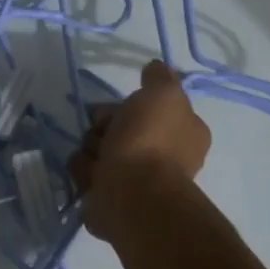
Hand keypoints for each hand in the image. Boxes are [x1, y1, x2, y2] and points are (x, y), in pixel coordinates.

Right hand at [69, 61, 210, 242]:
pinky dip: (85, 173)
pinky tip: (90, 175)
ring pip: (101, 151)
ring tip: (94, 158)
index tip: (120, 105)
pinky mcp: (113, 200)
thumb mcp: (163, 94)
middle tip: (101, 130)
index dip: (132, 104)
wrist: (133, 194)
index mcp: (184, 133)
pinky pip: (89, 176)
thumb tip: (155, 68)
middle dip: (105, 126)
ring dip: (91, 150)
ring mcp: (139, 181)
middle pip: (122, 129)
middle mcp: (165, 158)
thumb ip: (160, 78)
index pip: (152, 109)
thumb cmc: (150, 141)